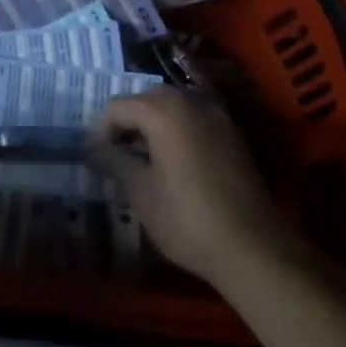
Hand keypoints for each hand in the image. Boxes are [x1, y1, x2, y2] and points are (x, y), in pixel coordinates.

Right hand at [88, 87, 305, 290]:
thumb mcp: (141, 193)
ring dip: (156, 125)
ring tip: (148, 161)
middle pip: (148, 99)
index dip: (103, 131)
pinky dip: (181, 131)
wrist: (253, 247)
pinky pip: (197, 120)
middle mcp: (191, 102)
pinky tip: (179, 164)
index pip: (118, 107)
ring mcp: (218, 116)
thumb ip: (114, 162)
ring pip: (175, 107)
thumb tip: (92, 149)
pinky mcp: (235, 135)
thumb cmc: (187, 219)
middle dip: (130, 123)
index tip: (101, 160)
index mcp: (163, 111)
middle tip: (122, 157)